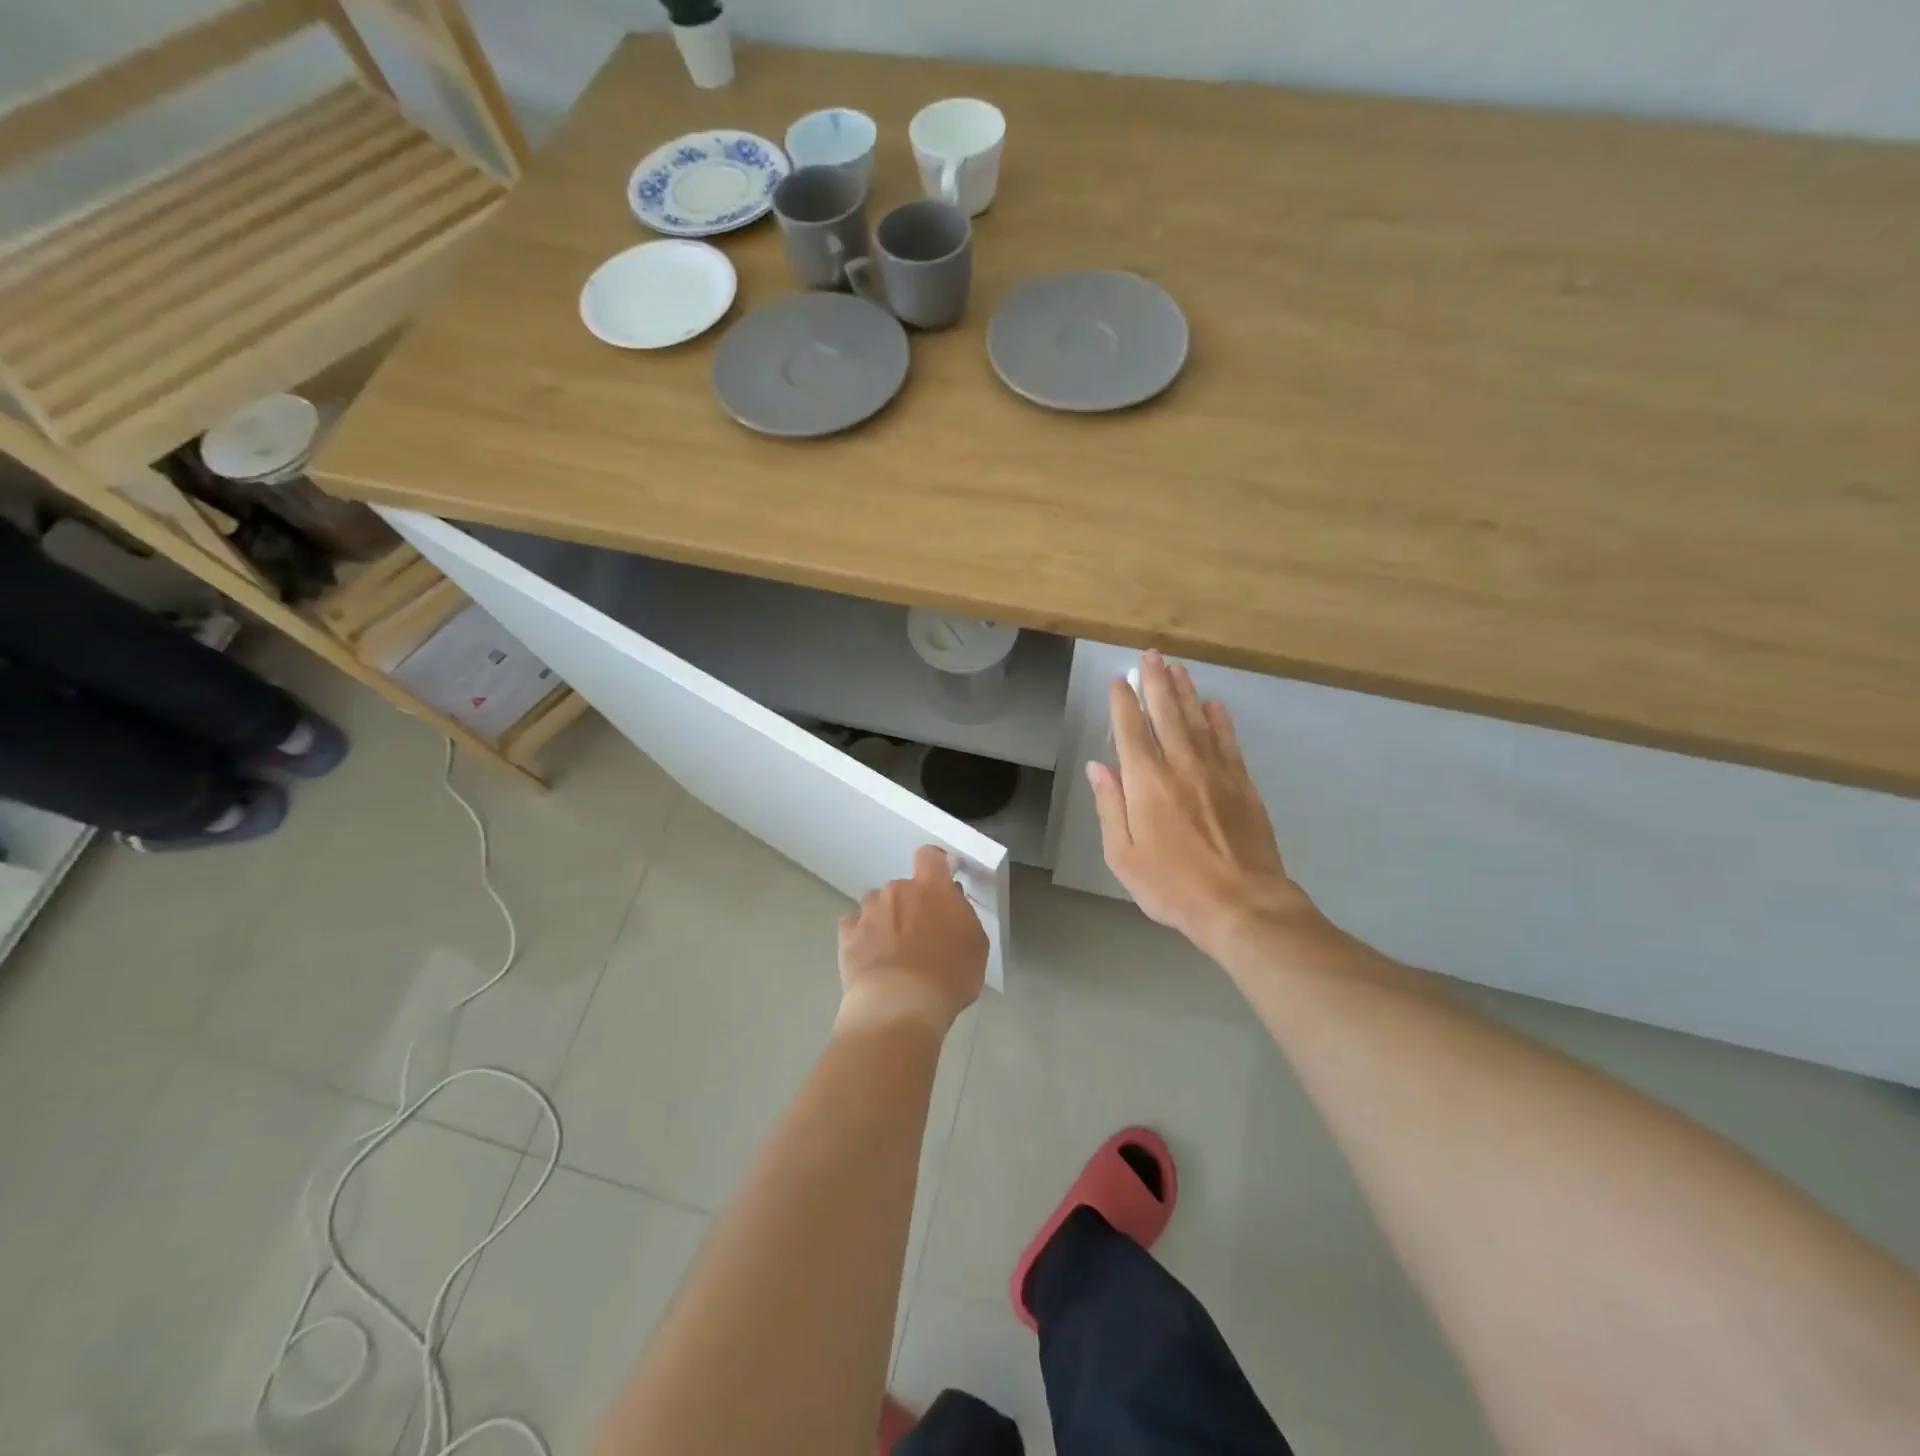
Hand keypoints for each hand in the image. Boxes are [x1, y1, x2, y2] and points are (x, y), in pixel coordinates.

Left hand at [837, 845, 987, 1034]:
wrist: (900, 1004)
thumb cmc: (948, 975)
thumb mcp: (976, 946)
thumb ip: (963, 916)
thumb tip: (952, 902)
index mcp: (932, 888)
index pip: (930, 856)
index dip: (934, 865)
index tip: (939, 881)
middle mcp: (897, 891)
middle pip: (902, 887)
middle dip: (909, 905)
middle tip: (919, 935)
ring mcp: (869, 912)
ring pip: (876, 905)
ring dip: (884, 919)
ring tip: (891, 950)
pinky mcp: (847, 935)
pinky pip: (854, 926)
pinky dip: (861, 937)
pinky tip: (870, 958)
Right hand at [1088, 651, 1318, 954]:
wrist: (1241, 904)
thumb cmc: (1172, 885)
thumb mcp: (1122, 854)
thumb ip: (1110, 806)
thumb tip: (1098, 767)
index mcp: (1146, 782)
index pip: (1131, 730)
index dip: (1123, 702)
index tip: (1119, 679)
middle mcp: (1180, 765)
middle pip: (1166, 713)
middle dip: (1156, 682)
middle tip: (1151, 655)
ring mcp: (1216, 772)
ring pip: (1198, 720)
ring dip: (1185, 691)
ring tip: (1177, 667)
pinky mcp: (1242, 784)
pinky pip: (1228, 741)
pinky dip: (1220, 720)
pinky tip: (1214, 704)